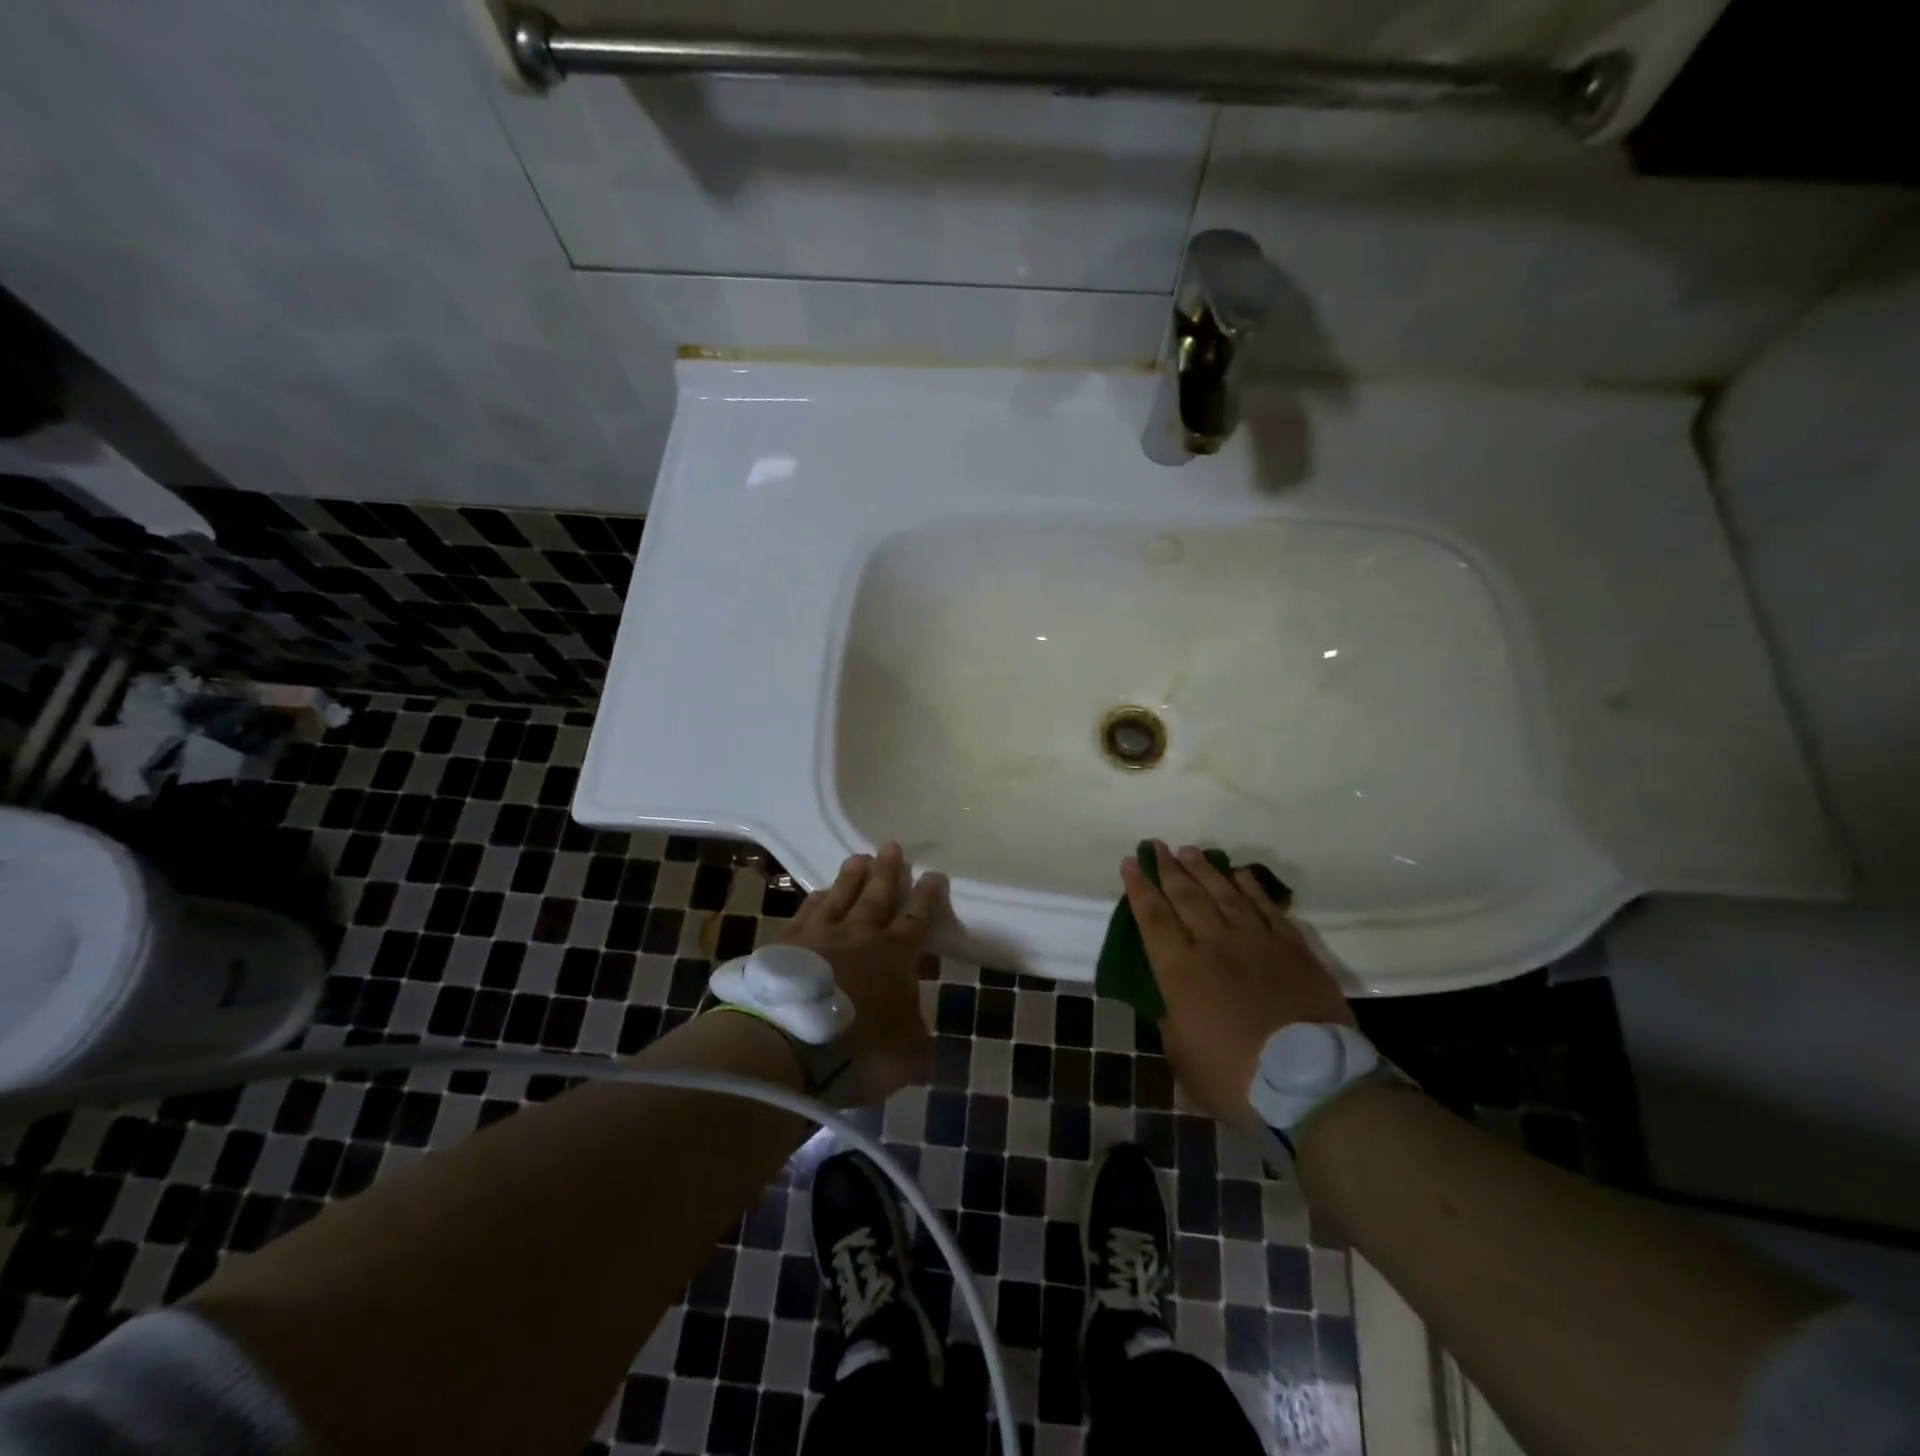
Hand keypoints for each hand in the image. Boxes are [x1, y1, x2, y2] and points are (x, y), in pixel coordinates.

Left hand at [781, 841, 945, 1104]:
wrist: (790, 1040)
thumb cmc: (859, 1048)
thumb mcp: (906, 1055)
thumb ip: (915, 1038)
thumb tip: (916, 1031)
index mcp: (895, 956)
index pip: (916, 919)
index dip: (927, 897)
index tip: (934, 874)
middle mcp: (860, 935)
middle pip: (877, 895)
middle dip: (887, 871)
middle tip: (891, 845)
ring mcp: (820, 935)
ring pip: (840, 896)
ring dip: (851, 877)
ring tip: (858, 857)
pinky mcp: (786, 944)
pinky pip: (806, 912)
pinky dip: (815, 900)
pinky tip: (817, 893)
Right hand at [1121, 841, 1353, 1126]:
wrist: (1311, 1082)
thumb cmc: (1237, 1078)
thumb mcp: (1184, 1060)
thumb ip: (1173, 1026)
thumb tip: (1173, 1007)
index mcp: (1180, 971)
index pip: (1153, 918)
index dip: (1139, 888)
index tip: (1130, 863)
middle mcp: (1214, 945)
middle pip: (1186, 896)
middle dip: (1168, 868)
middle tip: (1157, 846)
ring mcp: (1256, 942)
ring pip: (1224, 894)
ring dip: (1204, 870)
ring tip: (1190, 851)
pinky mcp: (1292, 948)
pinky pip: (1267, 908)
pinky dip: (1251, 888)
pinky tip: (1240, 875)